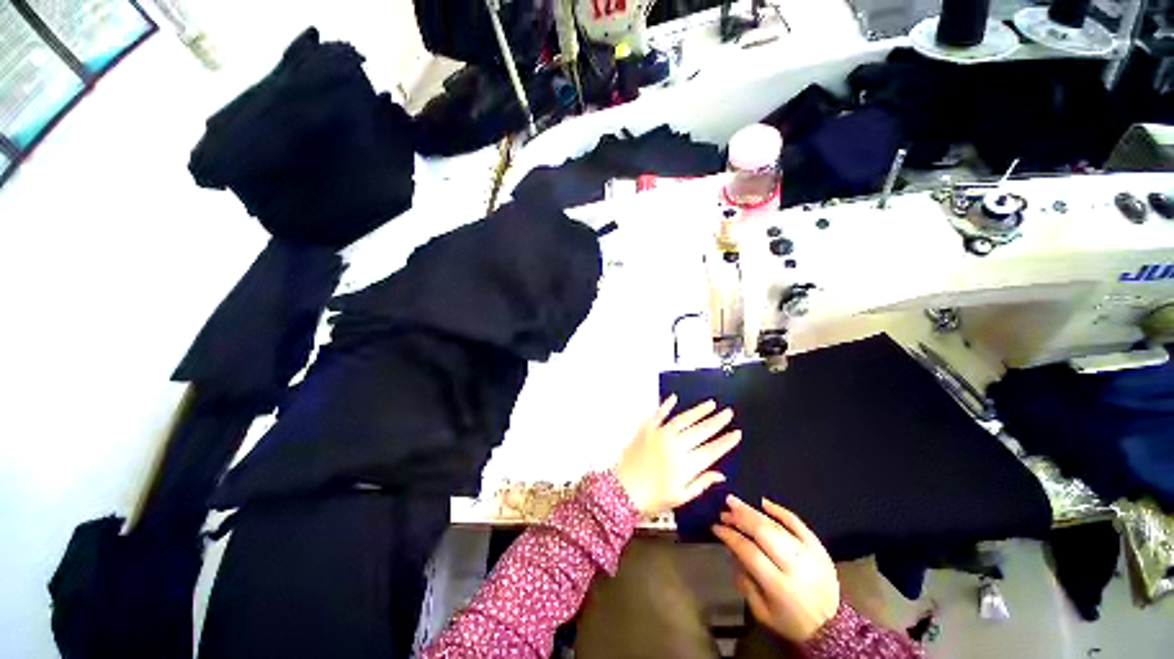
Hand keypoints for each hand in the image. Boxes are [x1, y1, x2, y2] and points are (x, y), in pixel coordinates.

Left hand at [614, 396, 740, 514]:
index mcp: (687, 464)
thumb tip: (719, 474)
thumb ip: (701, 483)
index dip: (726, 442)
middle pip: (701, 431)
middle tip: (728, 413)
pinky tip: (674, 398)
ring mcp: (660, 435)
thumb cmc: (653, 499)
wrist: (622, 491)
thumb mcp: (680, 497)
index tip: (736, 433)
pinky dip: (666, 405)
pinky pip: (658, 414)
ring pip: (684, 419)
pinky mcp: (647, 430)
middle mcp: (676, 445)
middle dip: (717, 421)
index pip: (712, 450)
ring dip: (698, 411)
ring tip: (711, 404)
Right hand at [712, 495, 839, 643]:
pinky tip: (763, 502)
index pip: (749, 552)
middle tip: (724, 510)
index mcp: (779, 585)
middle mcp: (794, 566)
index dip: (731, 537)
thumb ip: (744, 582)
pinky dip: (779, 511)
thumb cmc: (791, 620)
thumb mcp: (762, 612)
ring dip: (753, 511)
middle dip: (740, 518)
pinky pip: (798, 523)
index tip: (716, 527)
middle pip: (763, 534)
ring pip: (777, 526)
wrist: (832, 625)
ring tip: (734, 501)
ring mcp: (809, 553)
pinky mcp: (818, 547)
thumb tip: (731, 551)